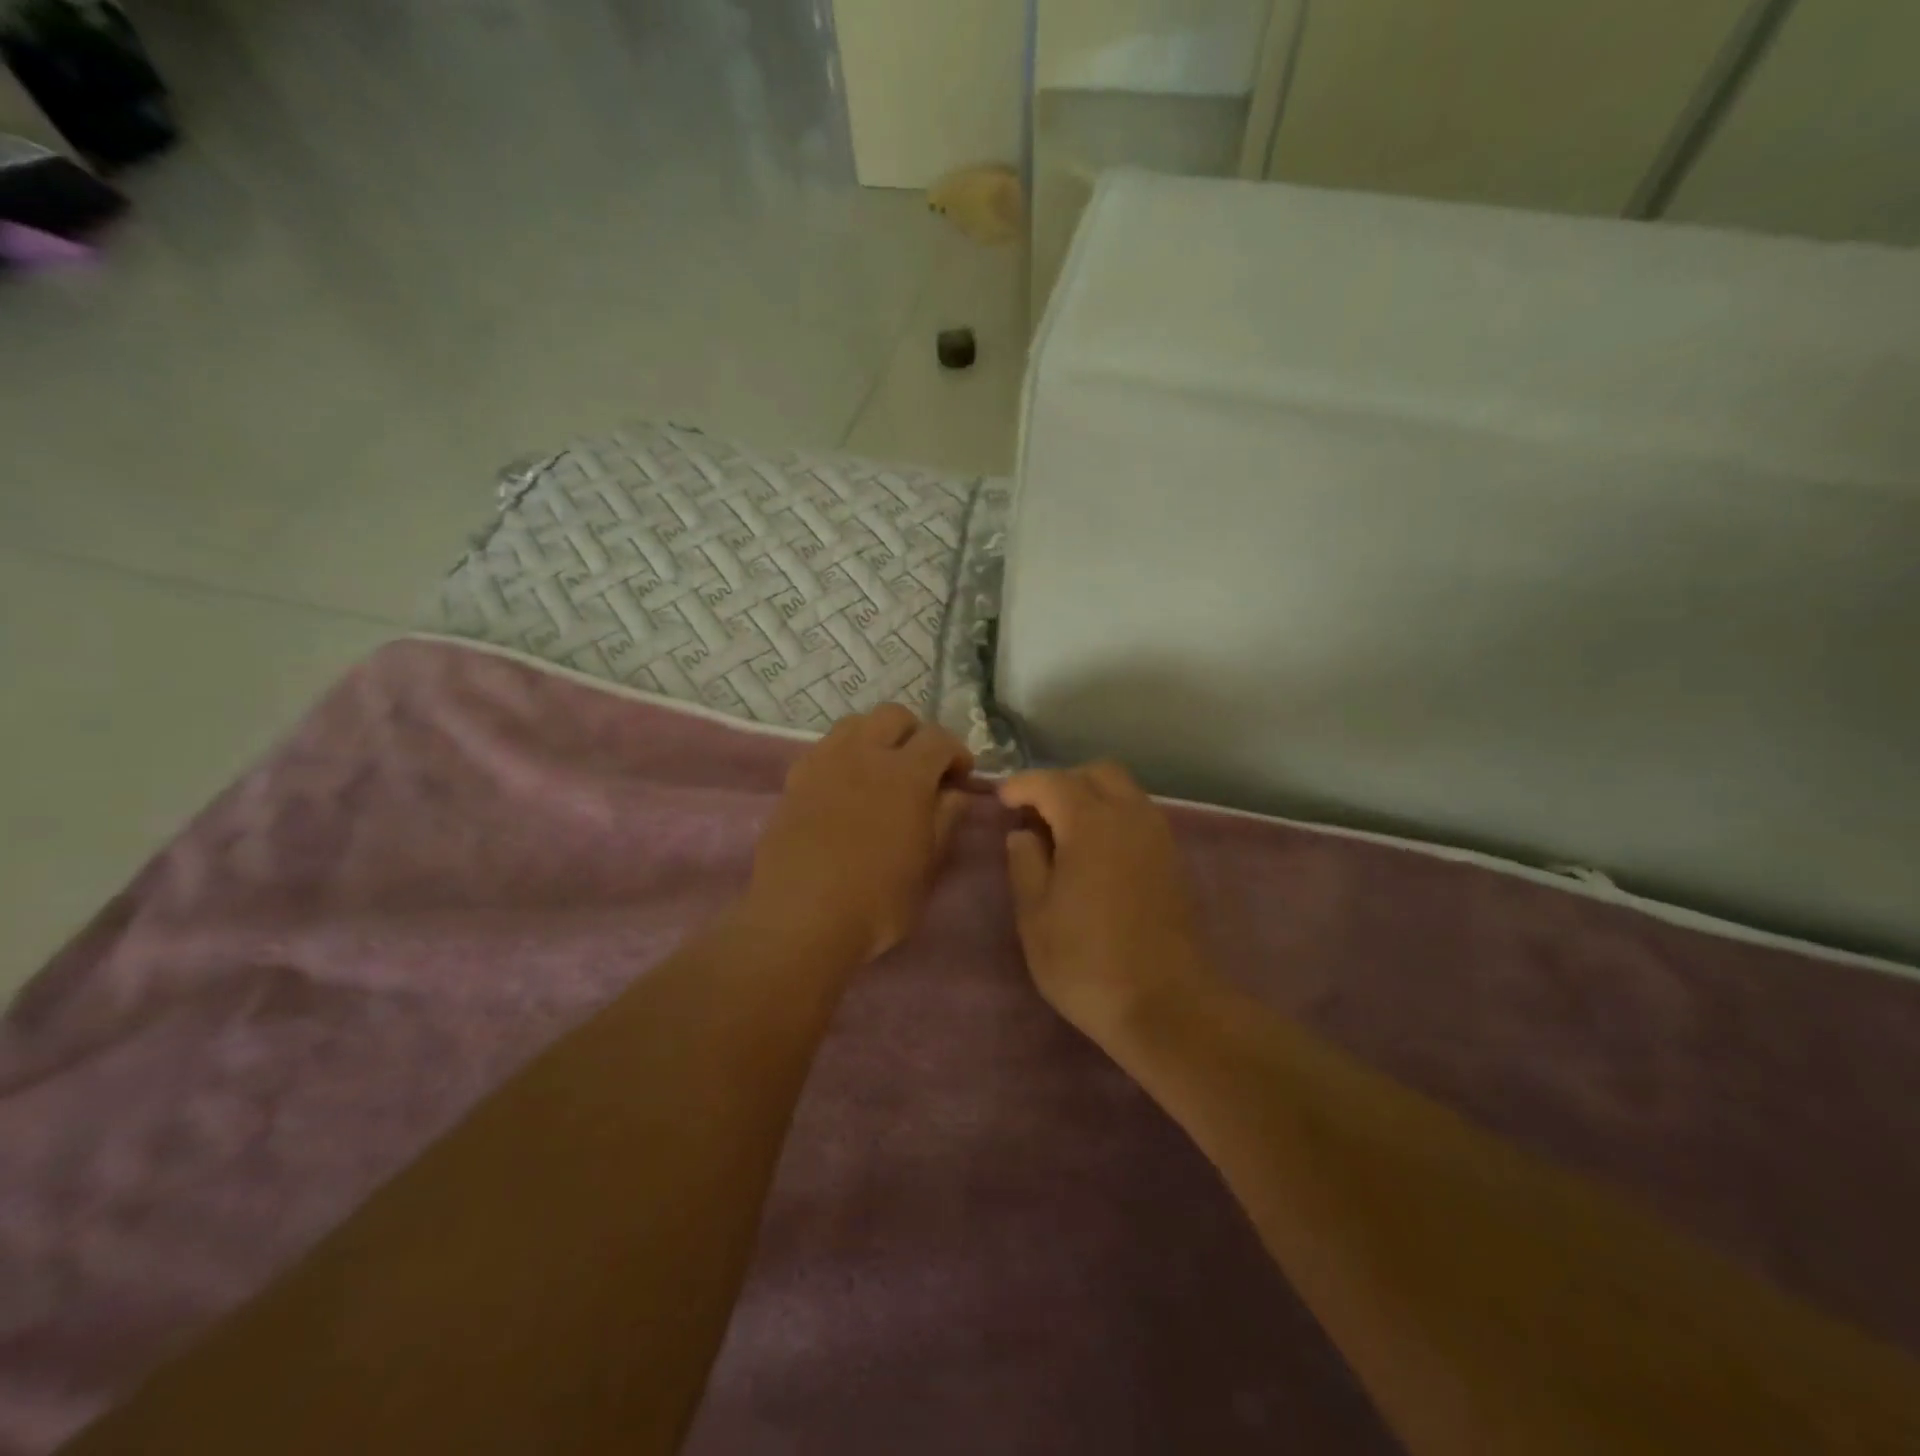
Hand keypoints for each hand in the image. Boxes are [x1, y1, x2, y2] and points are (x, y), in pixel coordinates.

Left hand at [748, 705, 973, 963]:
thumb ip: (945, 821)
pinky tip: (846, 788)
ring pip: (856, 724)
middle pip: (894, 716)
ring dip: (876, 737)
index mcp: (906, 773)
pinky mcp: (795, 779)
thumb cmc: (877, 900)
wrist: (801, 917)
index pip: (939, 738)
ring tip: (881, 771)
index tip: (960, 777)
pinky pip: (825, 748)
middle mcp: (865, 753)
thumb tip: (956, 794)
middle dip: (915, 734)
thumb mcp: (927, 866)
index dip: (956, 752)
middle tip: (922, 768)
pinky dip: (844, 755)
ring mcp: (825, 762)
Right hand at [999, 763, 1217, 1046]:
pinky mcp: (1173, 859)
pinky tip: (1095, 854)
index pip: (1051, 782)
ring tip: (1063, 834)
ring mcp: (1158, 836)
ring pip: (1123, 791)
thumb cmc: (1086, 961)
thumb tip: (1023, 834)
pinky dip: (1113, 817)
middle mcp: (1130, 816)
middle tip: (1036, 813)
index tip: (1002, 801)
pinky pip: (1138, 816)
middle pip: (1096, 773)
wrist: (1166, 1004)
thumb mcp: (1035, 916)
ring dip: (1091, 798)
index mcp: (1091, 823)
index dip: (1022, 785)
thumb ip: (1024, 863)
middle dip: (1062, 782)